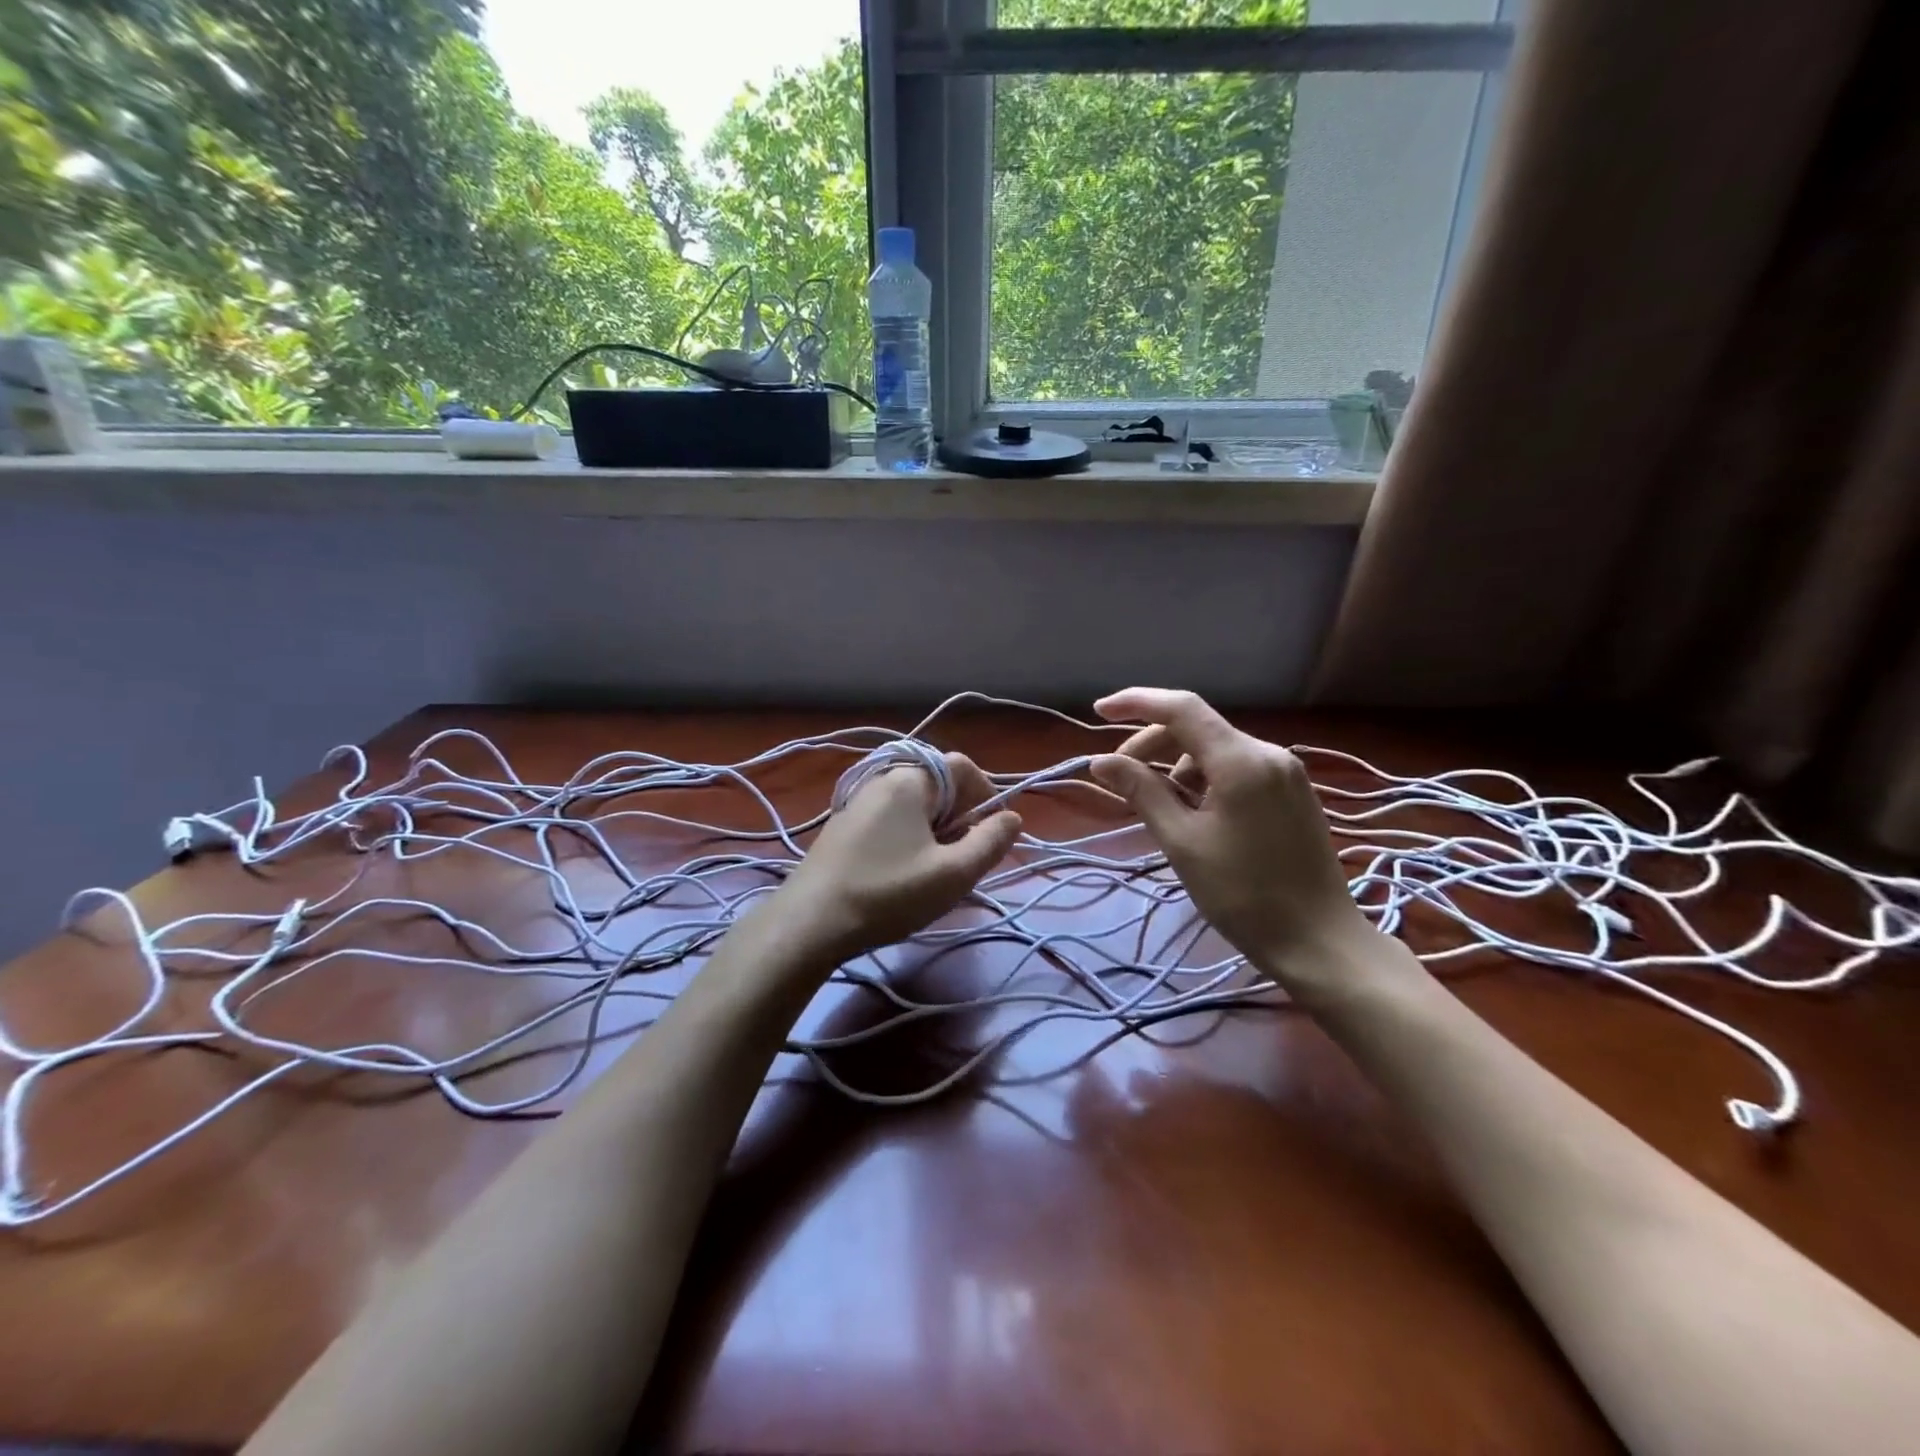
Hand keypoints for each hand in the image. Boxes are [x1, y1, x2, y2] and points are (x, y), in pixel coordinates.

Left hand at [778, 752, 1023, 959]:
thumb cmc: (888, 893)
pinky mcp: (844, 827)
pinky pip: (891, 821)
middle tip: (962, 861)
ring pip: (915, 806)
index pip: (963, 766)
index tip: (991, 835)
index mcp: (910, 780)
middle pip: (939, 785)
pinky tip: (902, 875)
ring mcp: (858, 803)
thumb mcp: (952, 874)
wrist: (808, 923)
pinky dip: (909, 839)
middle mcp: (882, 779)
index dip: (987, 796)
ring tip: (934, 872)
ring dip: (936, 832)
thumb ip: (990, 842)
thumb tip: (1012, 818)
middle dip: (961, 818)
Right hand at [1088, 688, 1382, 992]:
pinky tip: (1194, 811)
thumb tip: (1101, 761)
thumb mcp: (1182, 842)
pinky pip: (1238, 768)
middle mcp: (1268, 753)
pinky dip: (1206, 778)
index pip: (1182, 709)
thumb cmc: (1243, 894)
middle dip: (1152, 743)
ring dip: (1178, 764)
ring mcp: (1286, 772)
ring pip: (1217, 749)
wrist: (1319, 942)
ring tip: (1159, 805)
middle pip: (1198, 728)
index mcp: (1241, 760)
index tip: (1099, 712)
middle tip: (1122, 778)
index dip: (1136, 702)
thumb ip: (1142, 792)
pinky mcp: (1293, 792)